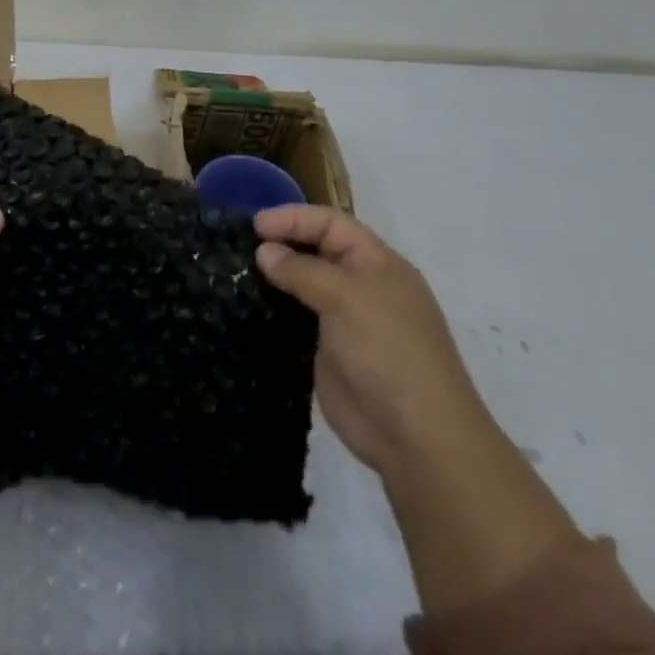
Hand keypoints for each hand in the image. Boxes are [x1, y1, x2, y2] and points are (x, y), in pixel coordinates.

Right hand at [254, 206, 486, 478]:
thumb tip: (264, 251)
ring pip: (305, 284)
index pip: (332, 224)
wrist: (416, 436)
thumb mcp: (347, 299)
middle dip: (283, 242)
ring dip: (276, 275)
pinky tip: (249, 305)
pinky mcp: (328, 351)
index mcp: (378, 264)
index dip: (294, 218)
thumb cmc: (388, 352)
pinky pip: (297, 318)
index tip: (255, 225)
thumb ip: (303, 271)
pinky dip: (275, 308)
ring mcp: (345, 320)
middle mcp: (362, 286)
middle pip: (318, 250)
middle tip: (242, 245)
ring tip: (238, 271)